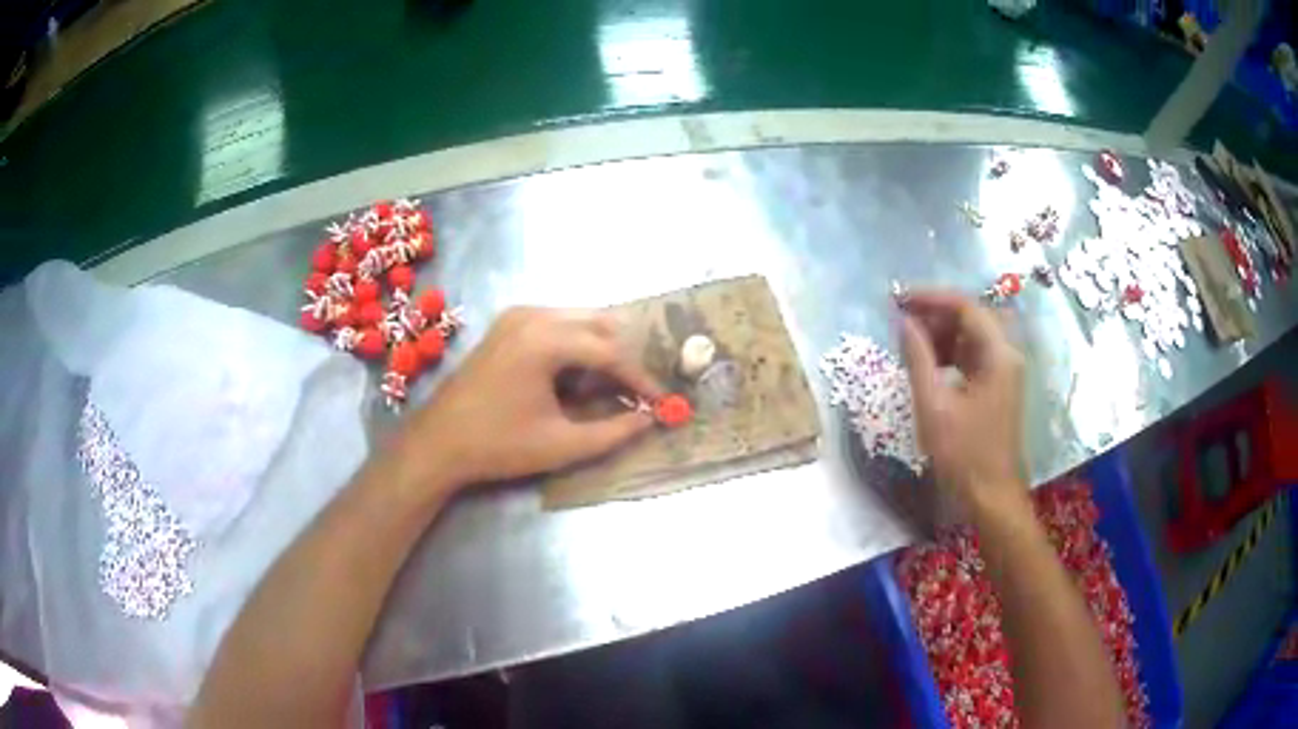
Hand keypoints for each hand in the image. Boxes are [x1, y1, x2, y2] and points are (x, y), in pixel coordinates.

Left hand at [399, 307, 661, 492]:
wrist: (439, 442)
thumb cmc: (499, 445)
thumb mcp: (562, 445)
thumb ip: (613, 431)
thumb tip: (650, 419)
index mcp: (544, 339)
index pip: (610, 351)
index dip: (640, 377)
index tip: (662, 400)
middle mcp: (533, 315)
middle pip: (599, 324)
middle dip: (624, 356)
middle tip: (640, 389)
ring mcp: (517, 315)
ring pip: (580, 320)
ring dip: (601, 349)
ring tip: (611, 387)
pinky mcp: (508, 324)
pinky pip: (558, 324)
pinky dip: (577, 345)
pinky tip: (577, 377)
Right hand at [899, 290, 1025, 511]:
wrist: (990, 496)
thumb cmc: (963, 454)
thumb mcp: (934, 406)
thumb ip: (918, 358)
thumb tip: (904, 321)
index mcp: (998, 354)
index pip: (965, 306)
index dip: (931, 298)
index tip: (898, 299)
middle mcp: (1007, 355)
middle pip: (972, 316)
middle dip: (936, 314)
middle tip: (902, 321)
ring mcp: (1005, 371)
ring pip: (973, 335)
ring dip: (943, 333)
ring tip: (910, 342)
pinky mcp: (998, 387)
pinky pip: (974, 355)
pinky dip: (951, 352)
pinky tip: (929, 364)